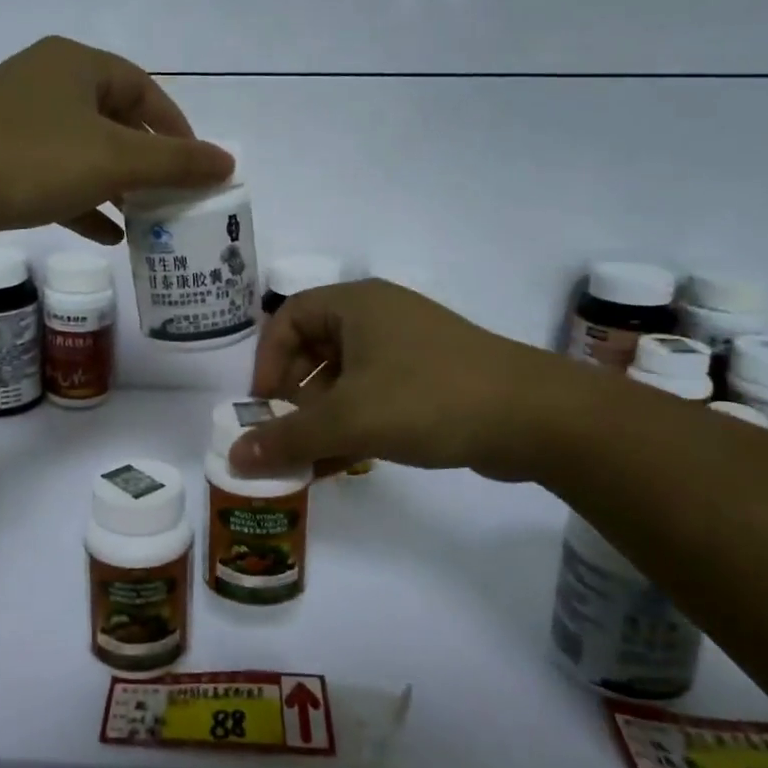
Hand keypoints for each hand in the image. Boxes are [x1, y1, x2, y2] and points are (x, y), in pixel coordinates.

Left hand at [0, 37, 232, 249]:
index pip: (144, 90)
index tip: (196, 167)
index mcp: (76, 66)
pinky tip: (105, 234)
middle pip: (114, 120)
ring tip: (145, 219)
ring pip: (83, 151)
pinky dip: (83, 201)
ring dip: (116, 185)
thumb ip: (174, 163)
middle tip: (171, 196)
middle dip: (146, 162)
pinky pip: (54, 176)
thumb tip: (227, 163)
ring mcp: (17, 121)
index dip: (176, 128)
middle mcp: (47, 83)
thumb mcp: (114, 161)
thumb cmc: (32, 159)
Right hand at [229, 279, 590, 482]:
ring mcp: (408, 346)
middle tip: (285, 433)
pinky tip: (343, 463)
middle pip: (314, 348)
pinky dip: (354, 422)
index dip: (266, 361)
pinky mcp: (430, 377)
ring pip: (345, 376)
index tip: (262, 405)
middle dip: (293, 395)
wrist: (534, 417)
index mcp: (355, 305)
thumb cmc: (428, 399)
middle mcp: (379, 316)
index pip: (287, 318)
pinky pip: (375, 393)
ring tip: (310, 458)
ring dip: (322, 415)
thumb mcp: (349, 419)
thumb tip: (233, 457)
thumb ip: (287, 438)